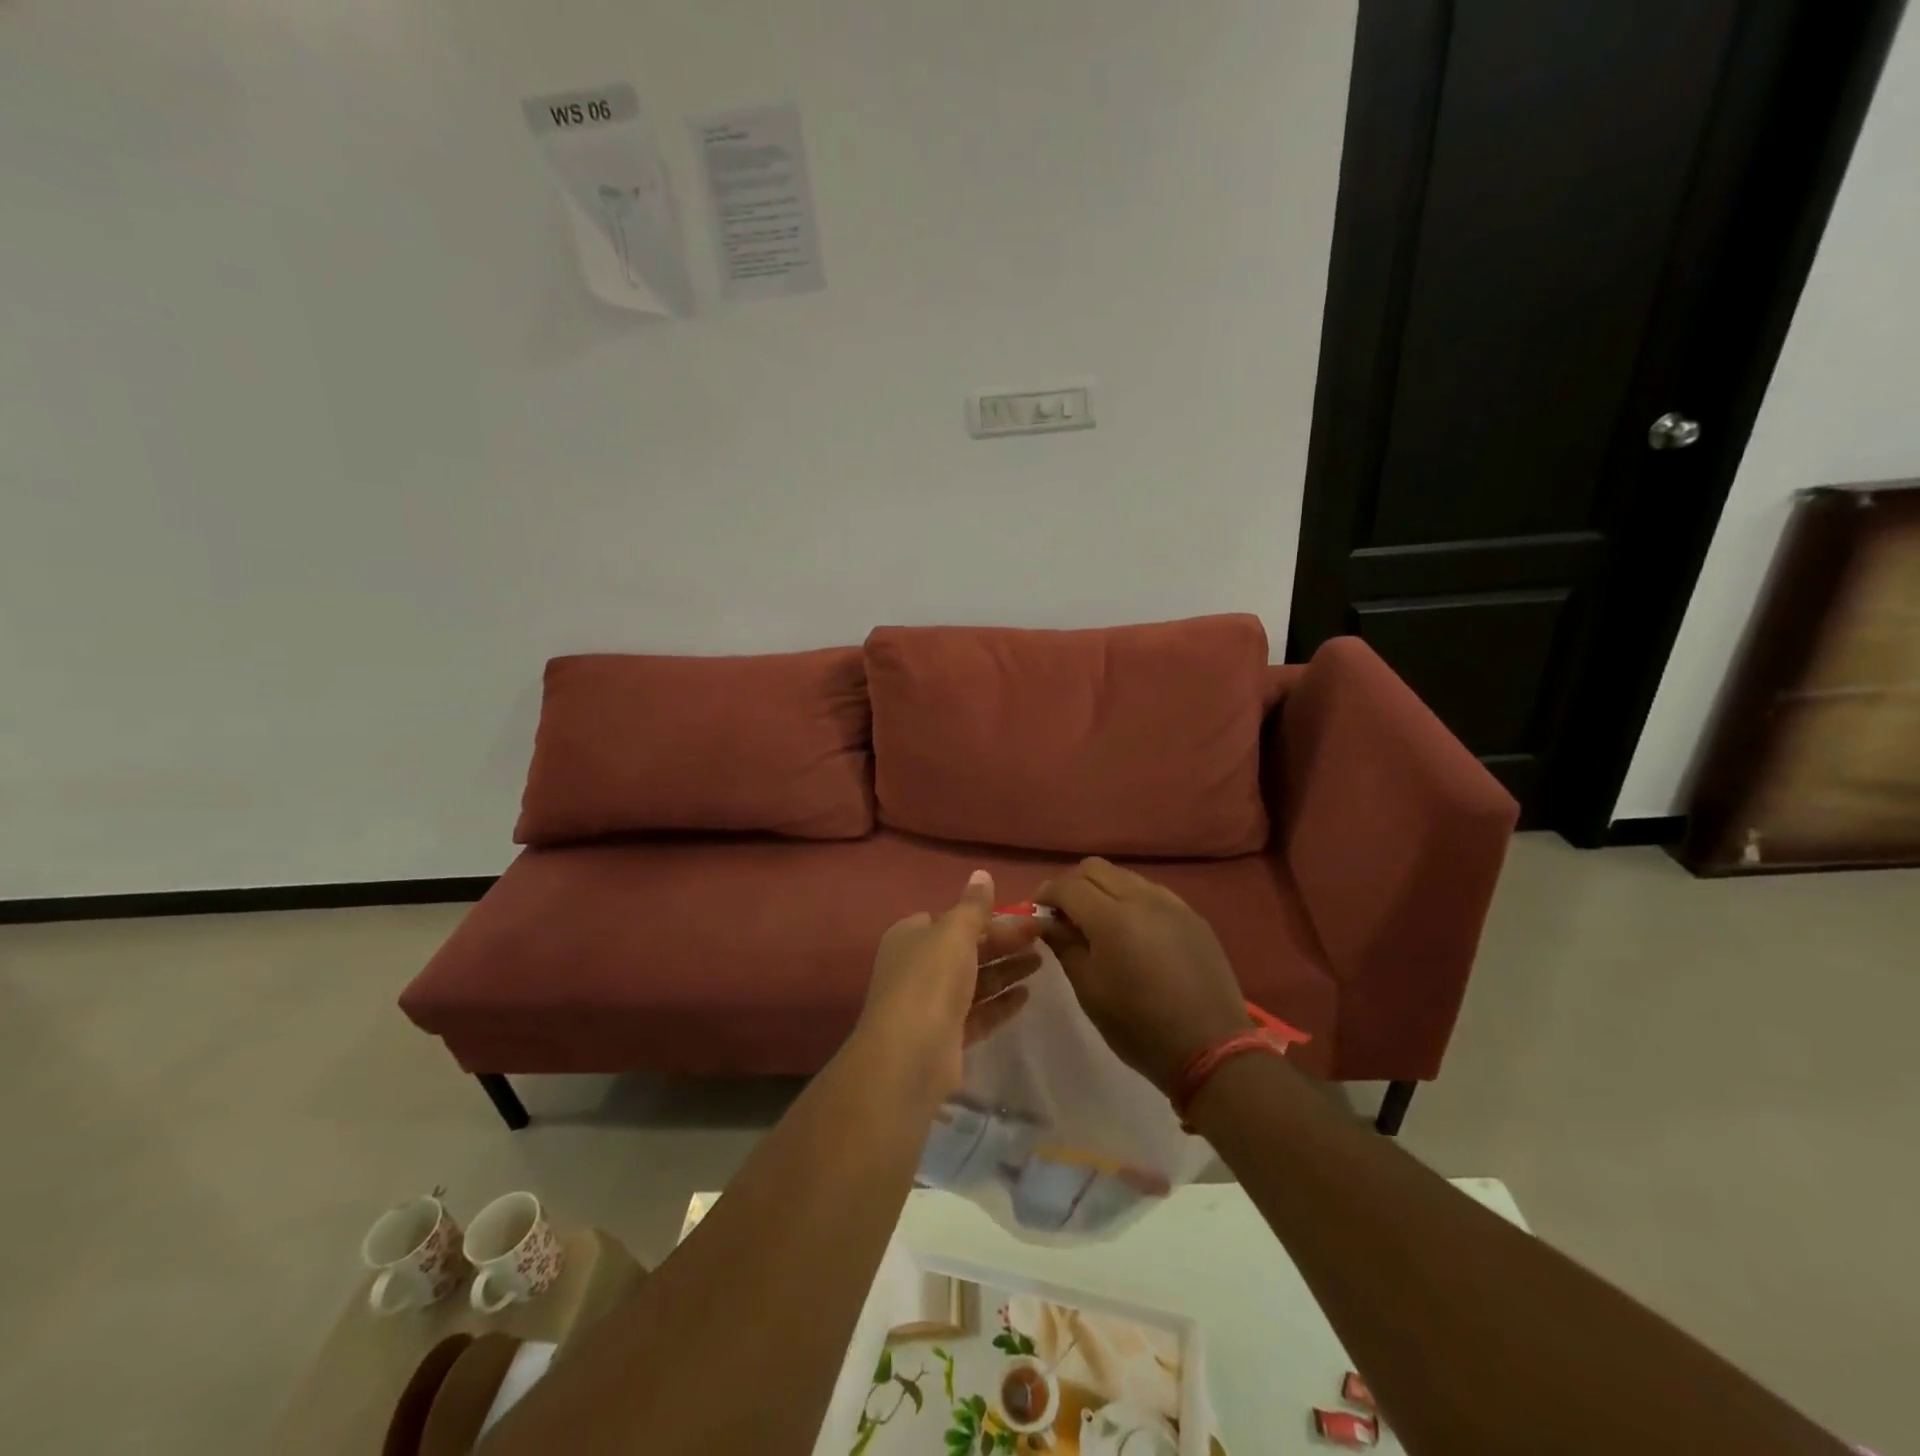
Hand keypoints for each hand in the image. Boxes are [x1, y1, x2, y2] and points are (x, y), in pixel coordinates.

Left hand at [859, 870, 1042, 1097]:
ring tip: (1041, 962)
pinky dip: (999, 1003)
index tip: (1018, 915)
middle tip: (1041, 937)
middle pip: (965, 949)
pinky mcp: (945, 1037)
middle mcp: (917, 967)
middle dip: (1002, 942)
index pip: (949, 919)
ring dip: (1006, 970)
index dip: (982, 916)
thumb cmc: (930, 980)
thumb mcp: (954, 932)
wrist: (909, 1054)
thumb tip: (982, 874)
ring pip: (974, 981)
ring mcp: (930, 1004)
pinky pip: (977, 1014)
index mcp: (911, 936)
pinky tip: (1026, 996)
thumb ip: (973, 905)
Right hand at [1036, 858, 1252, 1093]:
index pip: (1068, 885)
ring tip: (1098, 922)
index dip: (1047, 894)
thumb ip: (1064, 945)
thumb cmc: (1138, 1026)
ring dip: (1103, 889)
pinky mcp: (1193, 916)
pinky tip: (1133, 931)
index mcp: (1112, 917)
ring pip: (1125, 876)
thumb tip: (1045, 920)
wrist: (1210, 1048)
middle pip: (1096, 869)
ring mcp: (1172, 904)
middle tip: (1065, 915)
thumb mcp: (1089, 989)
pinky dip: (1132, 899)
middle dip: (1073, 884)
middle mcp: (1142, 898)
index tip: (1037, 912)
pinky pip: (1152, 892)